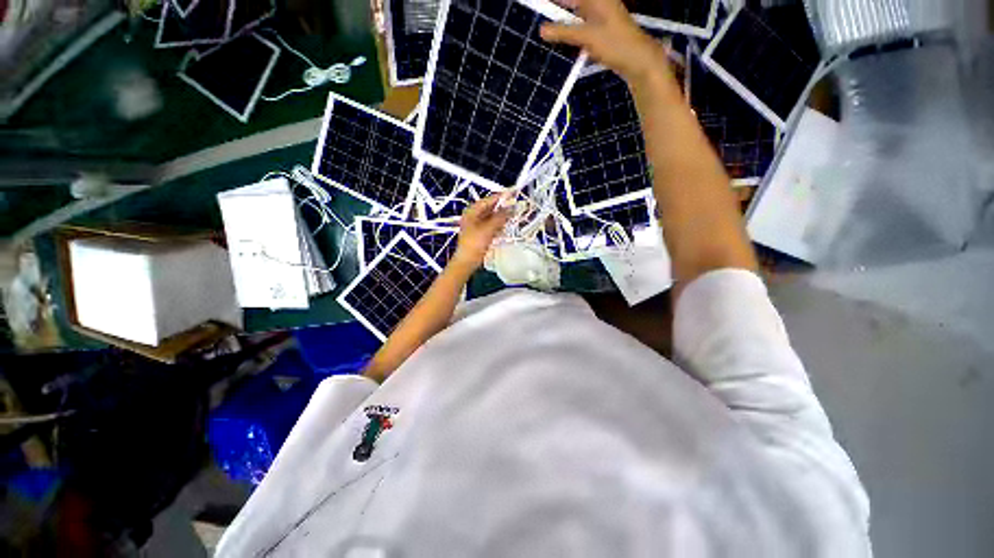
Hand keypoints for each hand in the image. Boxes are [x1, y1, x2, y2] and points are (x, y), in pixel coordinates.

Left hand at [453, 194, 511, 269]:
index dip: (501, 197)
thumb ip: (500, 217)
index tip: (513, 195)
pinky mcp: (480, 234)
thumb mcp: (489, 229)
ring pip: (491, 217)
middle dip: (502, 207)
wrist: (467, 261)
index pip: (488, 200)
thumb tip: (511, 208)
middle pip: (490, 208)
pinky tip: (506, 225)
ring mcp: (476, 225)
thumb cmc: (474, 244)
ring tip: (513, 215)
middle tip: (515, 206)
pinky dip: (498, 224)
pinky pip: (491, 225)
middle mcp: (473, 216)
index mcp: (472, 211)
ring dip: (501, 216)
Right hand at [541, 0, 671, 85]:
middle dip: (558, 11)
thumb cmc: (615, 44)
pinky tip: (566, 39)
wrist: (638, 60)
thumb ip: (563, 32)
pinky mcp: (602, 30)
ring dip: (565, 23)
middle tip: (544, 24)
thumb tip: (542, 30)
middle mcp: (598, 2)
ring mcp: (601, 16)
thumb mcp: (586, 37)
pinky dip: (573, 32)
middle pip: (573, 4)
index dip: (555, 3)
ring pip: (577, 15)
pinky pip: (583, 26)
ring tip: (551, 31)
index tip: (540, 7)